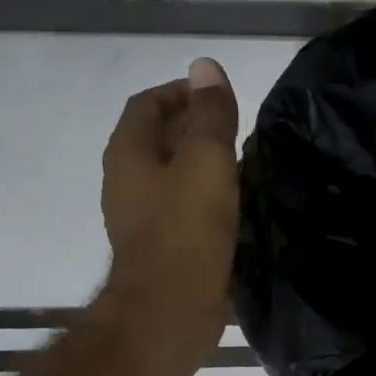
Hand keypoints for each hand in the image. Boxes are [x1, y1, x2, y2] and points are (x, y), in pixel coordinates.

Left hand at [96, 57, 240, 365]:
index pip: (148, 104)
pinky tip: (239, 204)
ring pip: (174, 174)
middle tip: (242, 129)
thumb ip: (209, 114)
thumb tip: (205, 66)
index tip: (221, 96)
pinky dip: (208, 195)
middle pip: (160, 138)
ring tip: (248, 163)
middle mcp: (127, 180)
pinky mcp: (162, 245)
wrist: (170, 310)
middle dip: (198, 127)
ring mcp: (142, 216)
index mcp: (129, 152)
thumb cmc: (186, 230)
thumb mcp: (206, 161)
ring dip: (205, 163)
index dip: (183, 92)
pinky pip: (184, 206)